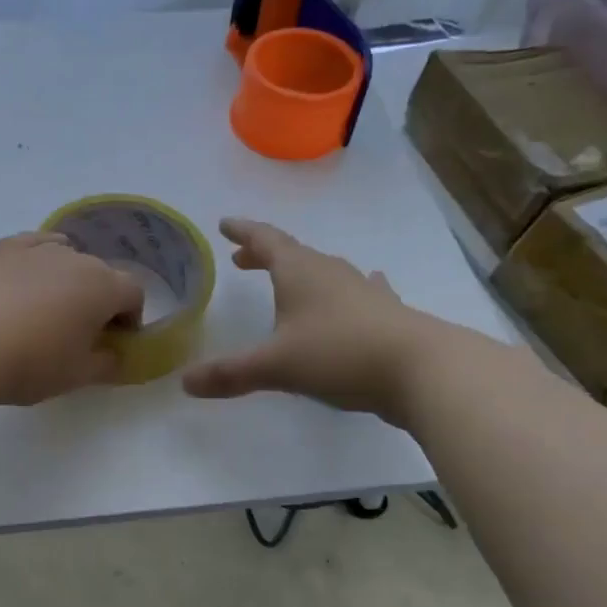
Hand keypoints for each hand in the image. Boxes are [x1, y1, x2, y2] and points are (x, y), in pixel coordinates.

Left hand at [0, 232, 143, 406]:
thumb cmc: (27, 363)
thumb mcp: (75, 375)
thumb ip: (107, 364)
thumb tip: (116, 356)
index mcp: (102, 286)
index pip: (134, 294)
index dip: (130, 319)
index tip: (114, 343)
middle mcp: (75, 257)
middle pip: (101, 274)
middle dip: (100, 300)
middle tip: (81, 333)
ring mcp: (35, 248)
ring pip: (67, 258)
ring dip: (68, 281)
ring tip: (48, 310)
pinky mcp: (1, 249)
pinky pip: (34, 247)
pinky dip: (39, 261)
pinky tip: (27, 278)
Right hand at [181, 218, 435, 424]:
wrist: (421, 368)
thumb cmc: (338, 354)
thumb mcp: (275, 366)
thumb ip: (230, 373)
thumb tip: (184, 383)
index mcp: (299, 272)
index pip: (265, 240)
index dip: (243, 231)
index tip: (225, 223)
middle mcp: (330, 272)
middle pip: (292, 254)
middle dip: (264, 255)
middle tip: (242, 259)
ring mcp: (362, 290)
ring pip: (325, 271)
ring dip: (301, 272)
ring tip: (289, 279)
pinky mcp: (385, 312)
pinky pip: (360, 290)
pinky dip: (349, 288)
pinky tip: (366, 284)